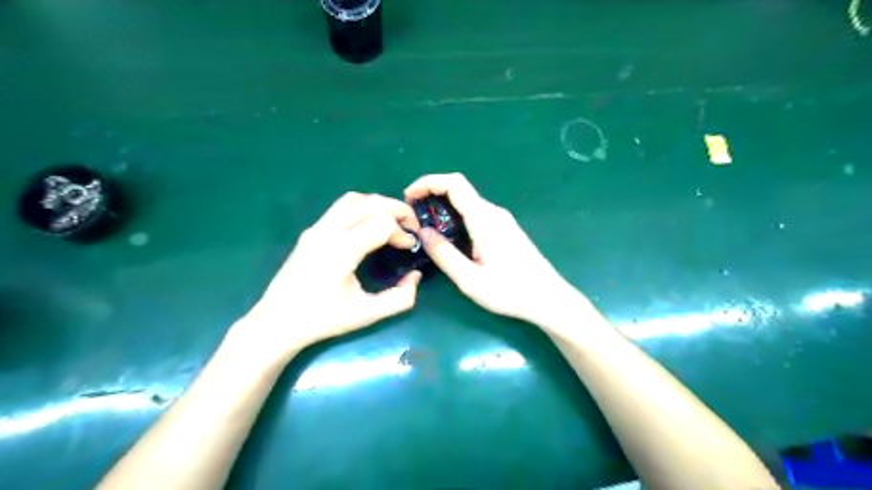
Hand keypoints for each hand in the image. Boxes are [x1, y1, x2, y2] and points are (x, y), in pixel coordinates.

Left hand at [232, 193, 422, 361]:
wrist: (276, 322)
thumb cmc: (321, 320)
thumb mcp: (366, 315)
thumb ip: (400, 298)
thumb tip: (416, 276)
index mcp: (341, 251)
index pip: (382, 223)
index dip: (402, 232)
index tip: (409, 248)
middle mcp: (328, 231)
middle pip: (371, 203)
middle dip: (398, 209)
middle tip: (412, 226)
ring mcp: (317, 228)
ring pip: (355, 199)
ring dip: (379, 205)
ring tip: (393, 221)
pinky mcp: (311, 231)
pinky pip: (341, 206)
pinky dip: (363, 207)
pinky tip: (369, 226)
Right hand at [405, 172, 581, 324]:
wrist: (548, 298)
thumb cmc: (510, 291)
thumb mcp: (470, 280)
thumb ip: (444, 254)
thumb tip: (422, 231)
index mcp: (484, 219)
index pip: (454, 184)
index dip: (428, 182)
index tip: (408, 196)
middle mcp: (493, 212)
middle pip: (459, 189)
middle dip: (431, 194)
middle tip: (412, 215)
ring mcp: (501, 219)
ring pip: (466, 202)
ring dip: (443, 206)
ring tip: (424, 226)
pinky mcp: (504, 228)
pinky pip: (475, 213)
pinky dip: (455, 215)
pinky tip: (448, 235)